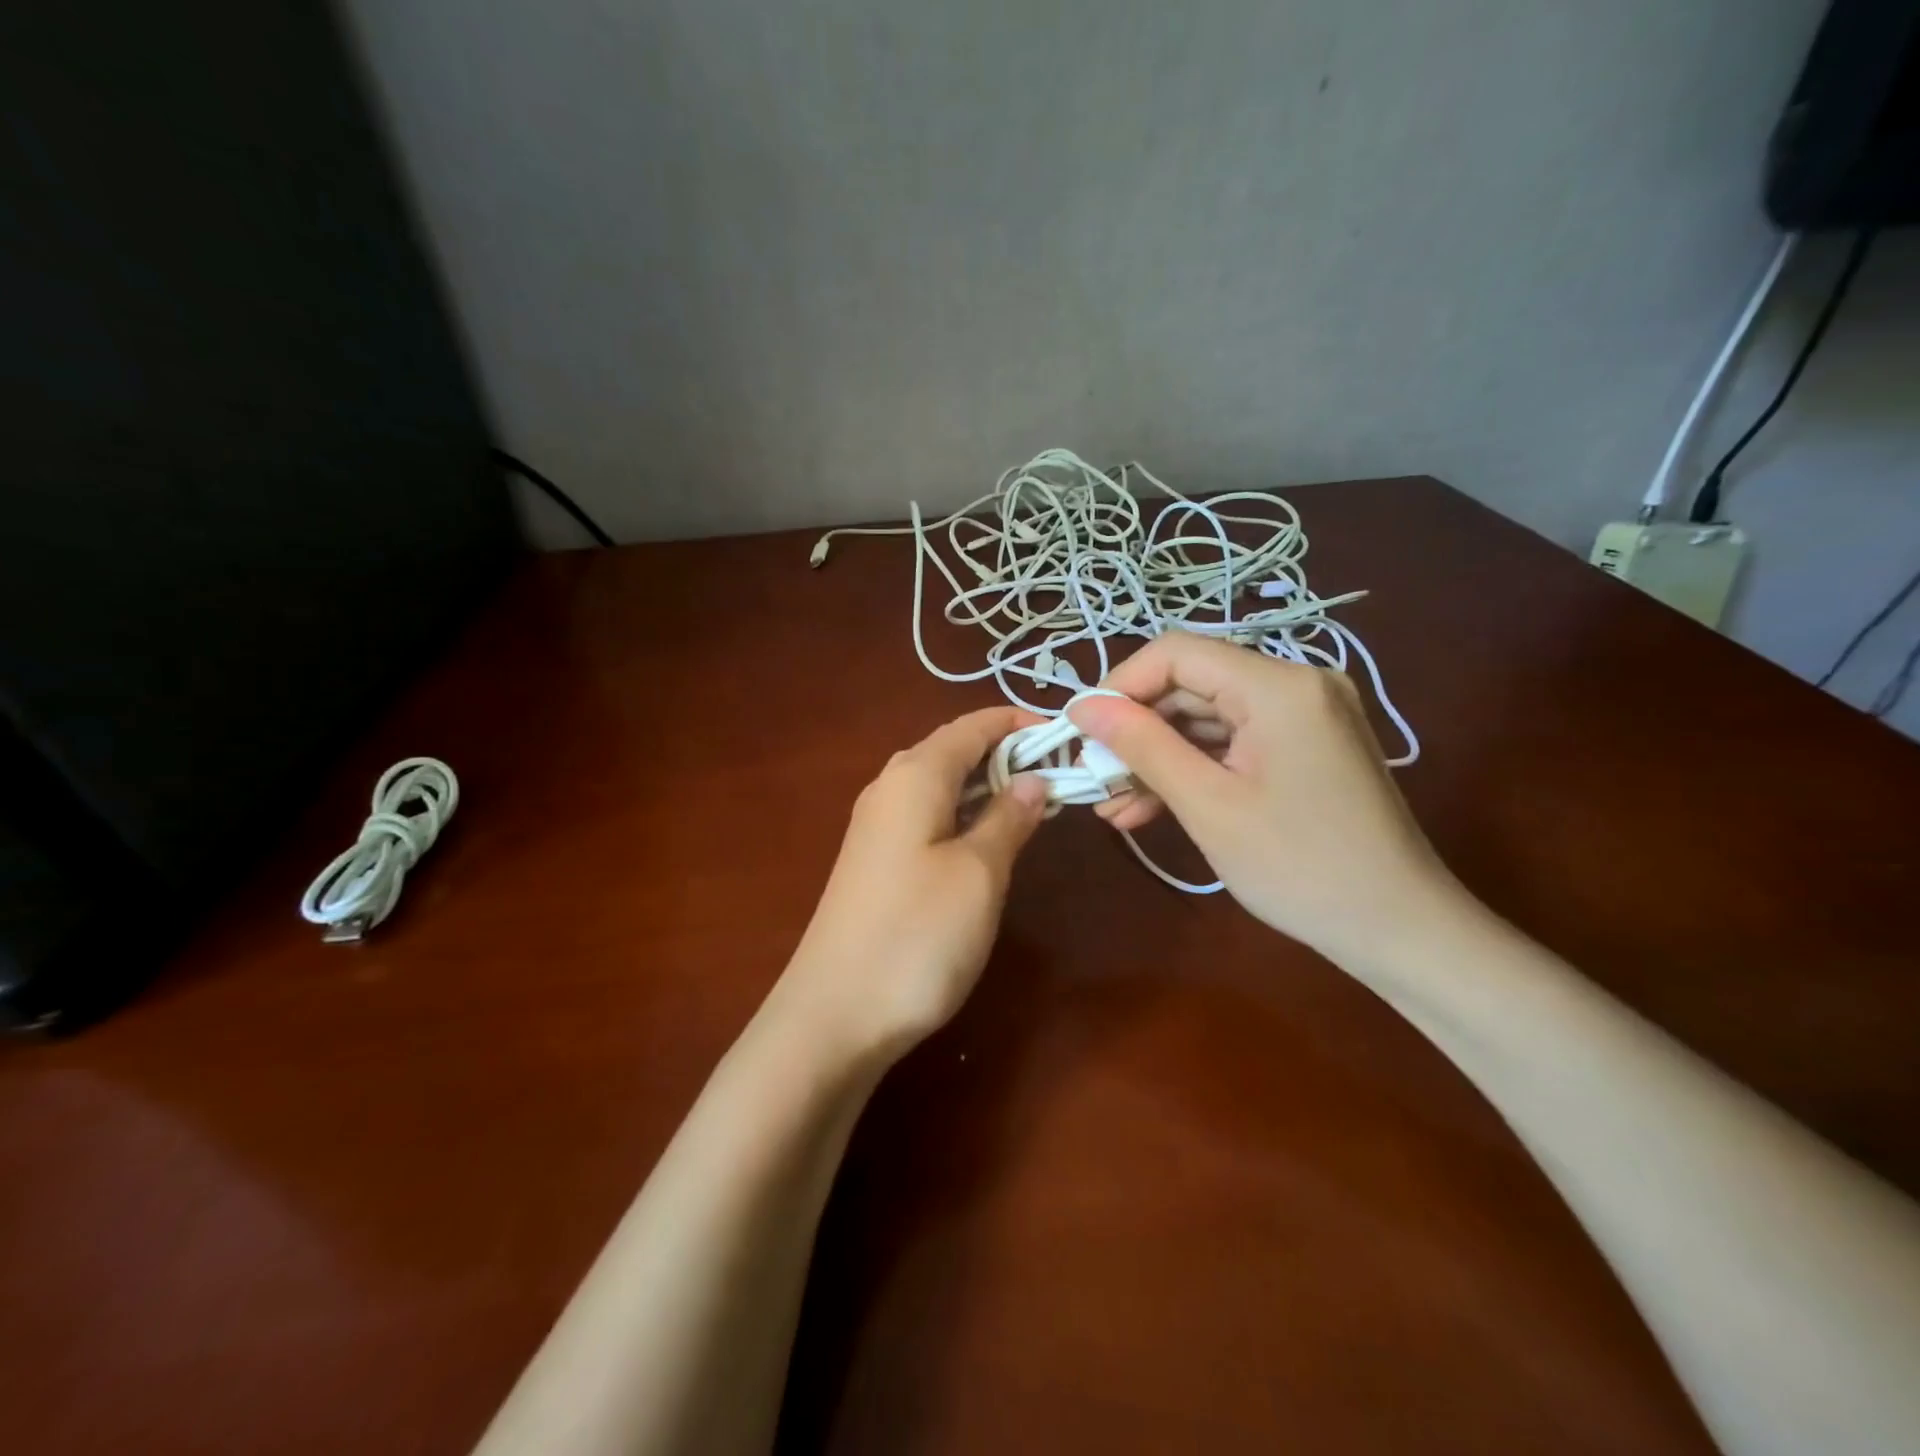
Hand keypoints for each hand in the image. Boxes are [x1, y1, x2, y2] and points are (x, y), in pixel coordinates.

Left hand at [775, 707, 1048, 1068]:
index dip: (1018, 723)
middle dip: (1006, 754)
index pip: (972, 725)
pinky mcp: (875, 862)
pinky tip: (988, 842)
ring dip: (987, 787)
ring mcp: (877, 827)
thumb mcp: (980, 873)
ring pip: (940, 785)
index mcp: (914, 775)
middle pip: (954, 750)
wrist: (834, 1014)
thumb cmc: (917, 934)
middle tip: (1059, 775)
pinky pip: (927, 817)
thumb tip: (1032, 779)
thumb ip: (1008, 818)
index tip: (1066, 734)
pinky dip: (964, 816)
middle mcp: (889, 788)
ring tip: (1035, 805)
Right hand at [1067, 633, 1456, 959]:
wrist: (1400, 929)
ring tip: (1113, 806)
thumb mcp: (1208, 805)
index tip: (1082, 733)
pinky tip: (1151, 808)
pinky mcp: (1306, 746)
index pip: (1177, 653)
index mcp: (1279, 685)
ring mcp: (1306, 715)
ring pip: (1207, 719)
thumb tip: (1081, 707)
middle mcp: (1296, 684)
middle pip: (1191, 686)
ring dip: (1158, 758)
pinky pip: (1234, 743)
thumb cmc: (1300, 867)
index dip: (1120, 686)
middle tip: (1094, 779)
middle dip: (1137, 731)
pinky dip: (1193, 770)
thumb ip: (1143, 746)